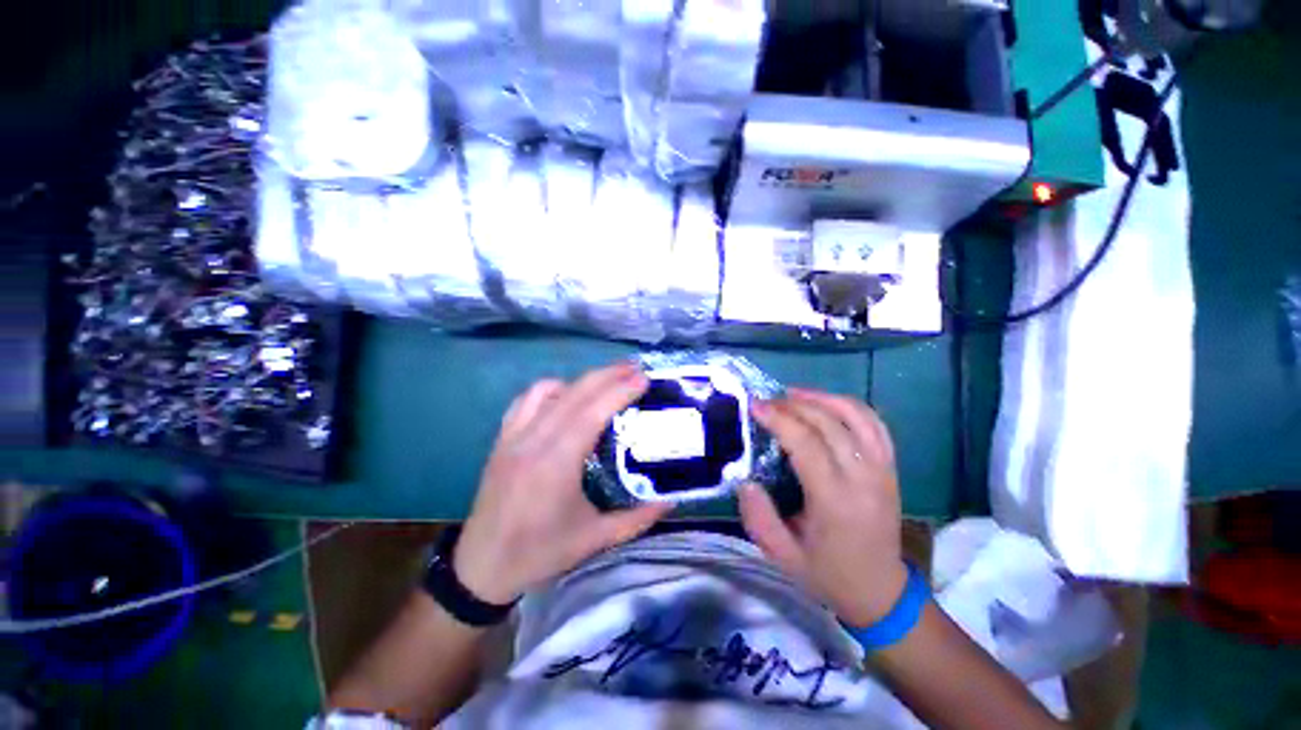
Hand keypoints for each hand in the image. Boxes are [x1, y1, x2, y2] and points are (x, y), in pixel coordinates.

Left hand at [454, 363, 670, 604]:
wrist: (481, 567)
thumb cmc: (541, 553)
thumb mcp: (595, 540)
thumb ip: (638, 518)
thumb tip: (671, 501)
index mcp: (556, 465)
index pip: (592, 413)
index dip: (619, 391)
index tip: (643, 378)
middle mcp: (533, 441)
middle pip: (575, 394)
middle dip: (608, 376)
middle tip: (636, 369)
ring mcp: (513, 436)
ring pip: (550, 390)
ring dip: (583, 380)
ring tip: (608, 380)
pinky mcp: (502, 438)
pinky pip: (527, 399)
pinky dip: (552, 389)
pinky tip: (567, 394)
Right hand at [738, 388, 906, 626]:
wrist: (881, 591)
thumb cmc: (828, 574)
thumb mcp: (782, 556)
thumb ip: (758, 518)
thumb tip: (745, 481)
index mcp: (836, 500)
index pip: (807, 444)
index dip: (779, 419)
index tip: (755, 406)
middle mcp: (864, 478)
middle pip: (829, 424)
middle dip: (793, 405)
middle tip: (766, 401)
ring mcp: (883, 469)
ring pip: (856, 416)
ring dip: (822, 398)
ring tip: (793, 393)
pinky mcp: (890, 467)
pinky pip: (874, 424)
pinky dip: (849, 406)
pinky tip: (826, 403)